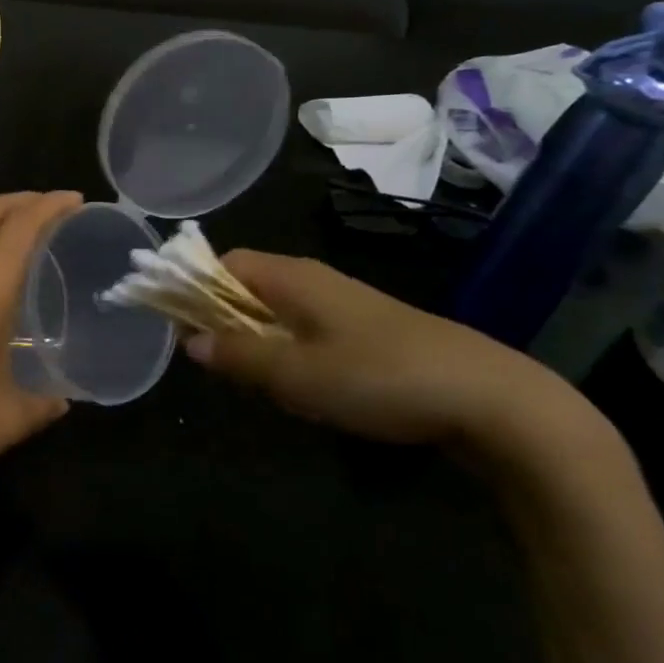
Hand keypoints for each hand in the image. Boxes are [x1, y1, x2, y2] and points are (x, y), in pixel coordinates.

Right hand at [187, 250, 607, 462]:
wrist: (490, 400)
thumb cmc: (380, 378)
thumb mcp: (297, 374)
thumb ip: (239, 356)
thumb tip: (190, 342)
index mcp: (292, 277)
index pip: (224, 263)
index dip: (191, 286)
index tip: (173, 323)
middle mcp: (315, 280)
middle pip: (248, 284)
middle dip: (218, 315)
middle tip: (209, 359)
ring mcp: (345, 305)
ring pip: (278, 309)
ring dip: (252, 336)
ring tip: (247, 377)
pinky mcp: (369, 331)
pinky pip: (306, 328)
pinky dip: (285, 348)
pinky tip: (296, 384)